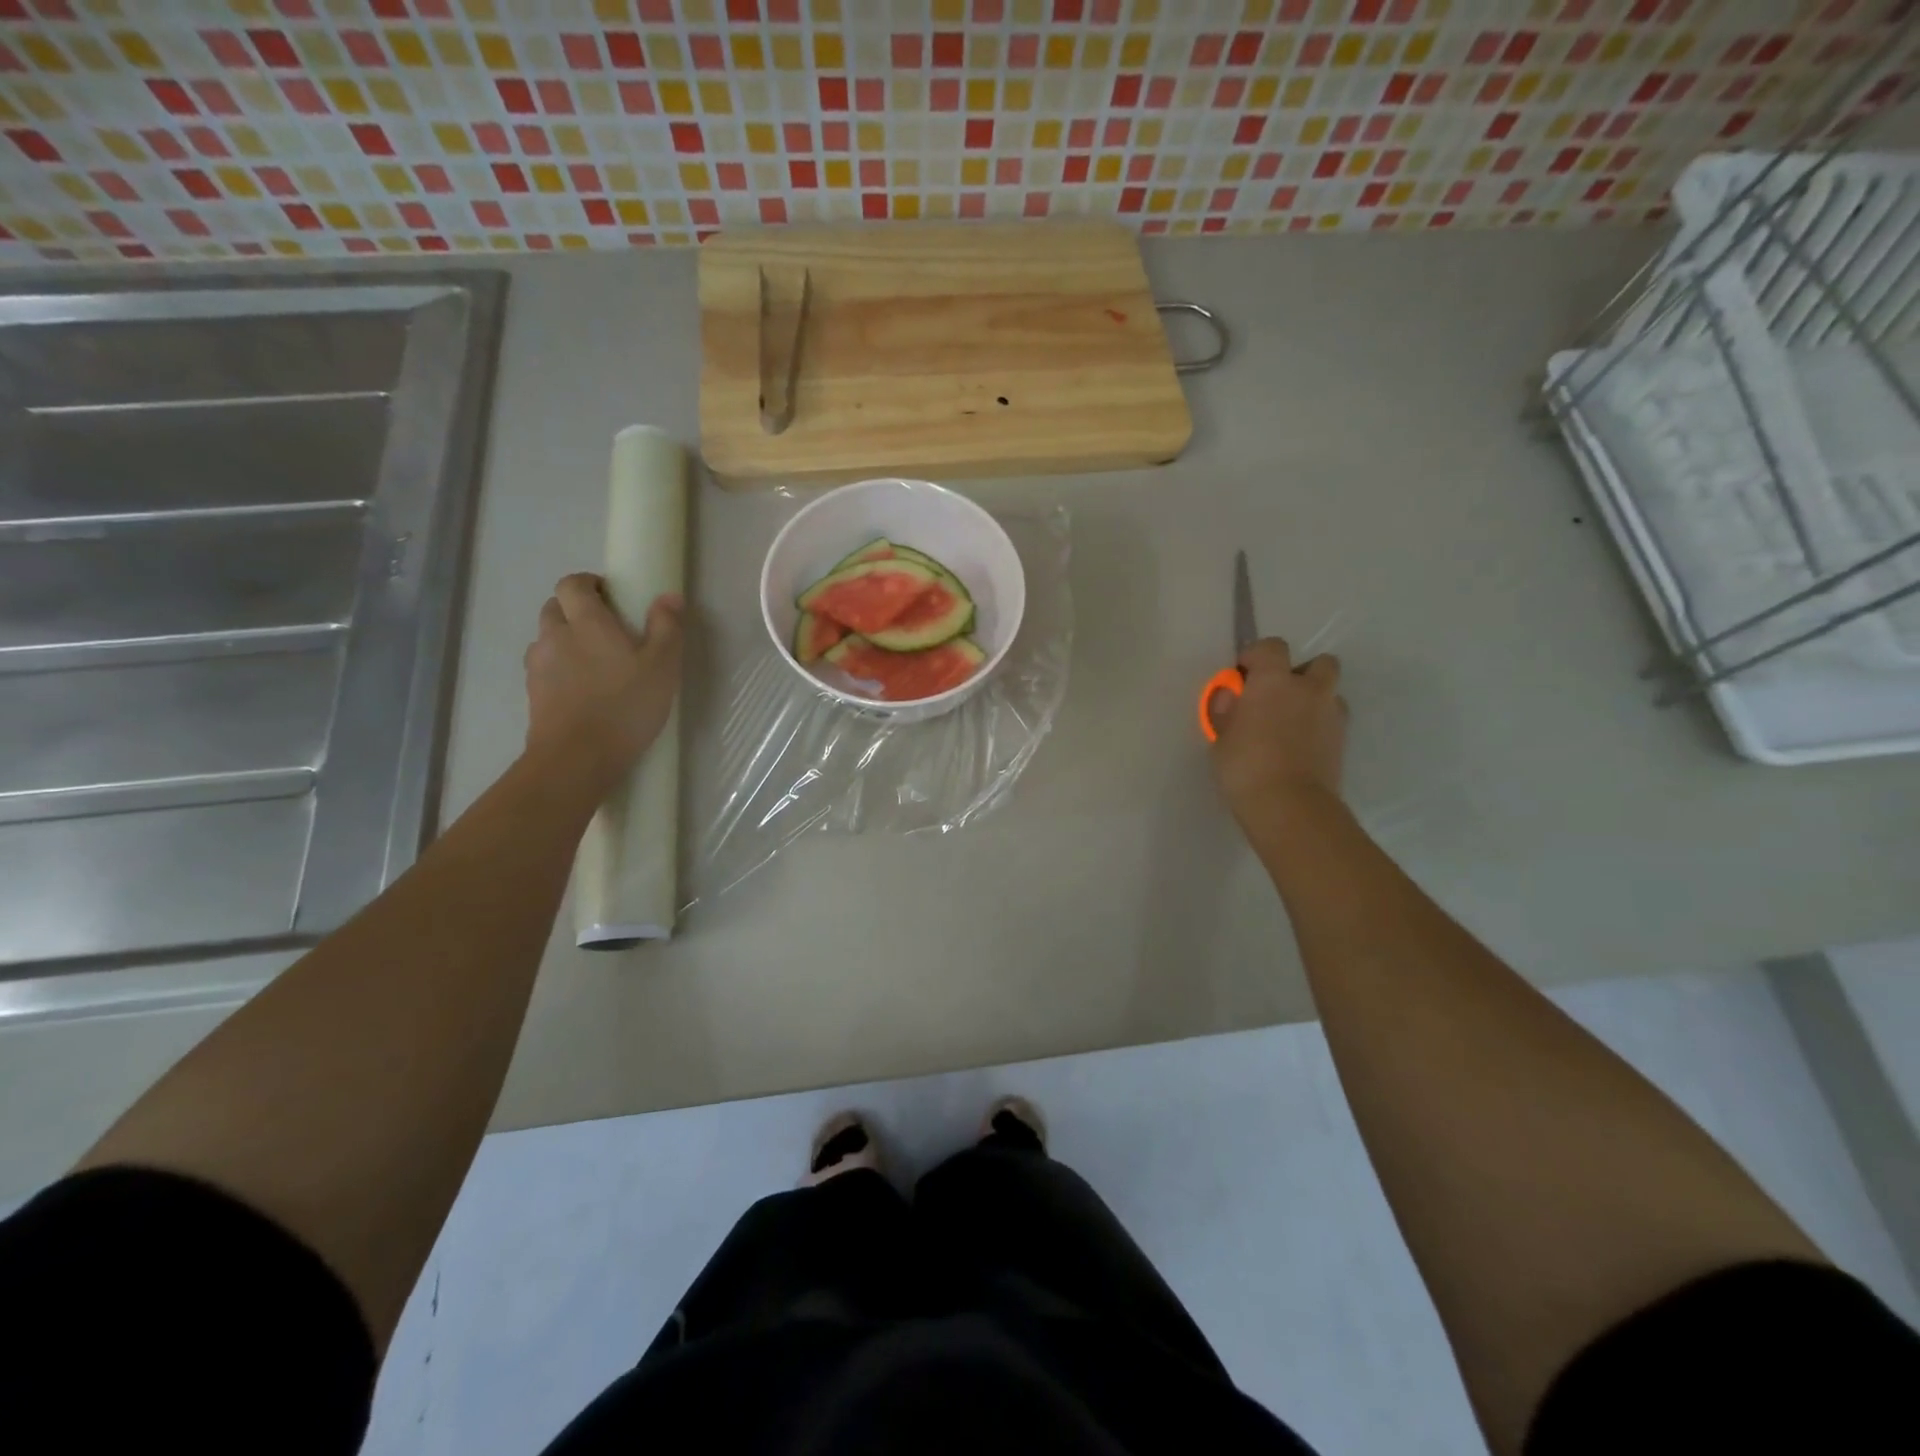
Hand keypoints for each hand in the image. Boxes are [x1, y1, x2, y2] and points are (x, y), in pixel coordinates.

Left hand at [523, 573, 683, 794]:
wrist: (578, 757)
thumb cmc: (626, 706)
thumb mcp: (662, 667)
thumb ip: (666, 628)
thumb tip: (669, 596)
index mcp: (586, 622)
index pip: (572, 584)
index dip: (587, 583)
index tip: (608, 594)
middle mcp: (555, 636)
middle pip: (554, 607)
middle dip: (575, 609)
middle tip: (604, 628)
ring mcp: (538, 666)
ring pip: (546, 639)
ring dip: (564, 640)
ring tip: (592, 662)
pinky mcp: (533, 694)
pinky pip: (543, 669)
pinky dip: (558, 669)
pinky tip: (580, 689)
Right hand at [1209, 638, 1347, 829]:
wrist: (1290, 806)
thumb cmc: (1245, 767)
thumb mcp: (1220, 739)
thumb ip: (1227, 712)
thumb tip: (1232, 698)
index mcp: (1274, 681)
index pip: (1271, 647)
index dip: (1256, 656)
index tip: (1242, 675)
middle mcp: (1309, 689)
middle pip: (1319, 662)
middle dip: (1299, 673)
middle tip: (1276, 696)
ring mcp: (1332, 714)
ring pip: (1330, 692)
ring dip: (1313, 699)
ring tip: (1291, 723)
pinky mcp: (1343, 740)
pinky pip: (1332, 720)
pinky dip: (1319, 725)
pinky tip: (1301, 746)